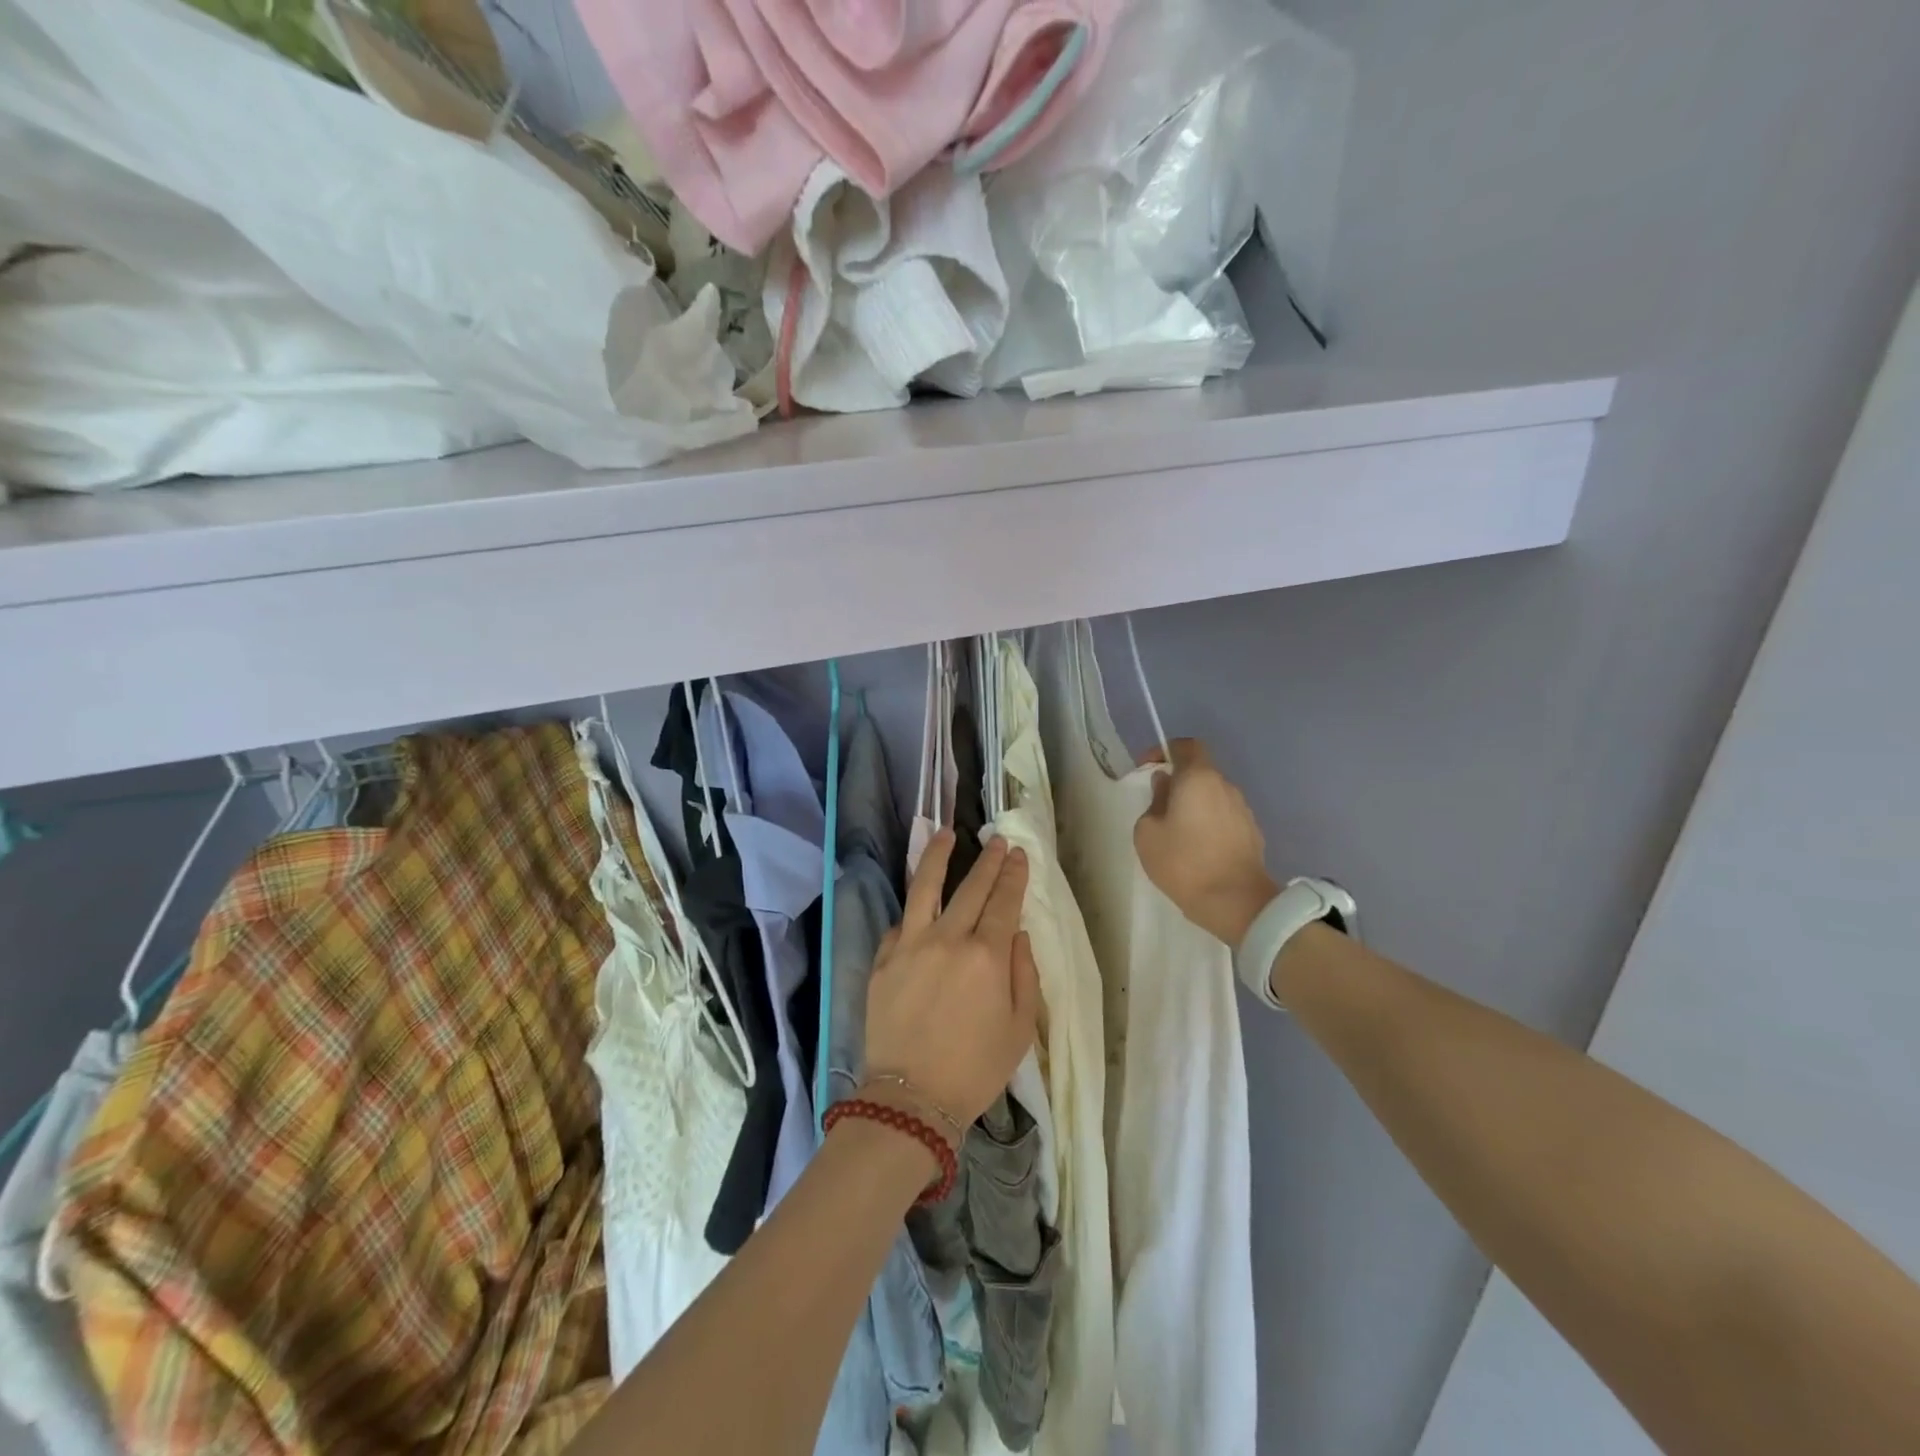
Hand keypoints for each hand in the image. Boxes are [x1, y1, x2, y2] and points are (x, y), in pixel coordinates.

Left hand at [864, 833, 1040, 1126]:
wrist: (911, 1099)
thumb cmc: (976, 1069)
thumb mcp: (1020, 1028)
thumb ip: (1024, 973)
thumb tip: (1016, 934)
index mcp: (986, 956)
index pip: (1003, 901)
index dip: (1013, 875)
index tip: (1018, 853)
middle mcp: (948, 940)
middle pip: (970, 888)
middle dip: (987, 861)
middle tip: (996, 841)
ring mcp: (909, 946)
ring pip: (924, 888)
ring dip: (937, 856)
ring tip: (944, 834)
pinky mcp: (882, 960)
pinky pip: (899, 924)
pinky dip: (913, 910)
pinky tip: (918, 901)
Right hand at [1134, 738, 1279, 945]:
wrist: (1236, 903)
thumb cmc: (1184, 863)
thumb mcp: (1147, 833)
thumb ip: (1153, 802)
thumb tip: (1165, 787)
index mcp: (1198, 778)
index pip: (1186, 746)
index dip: (1164, 751)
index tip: (1147, 769)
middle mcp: (1225, 786)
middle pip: (1199, 772)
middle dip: (1177, 783)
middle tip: (1157, 806)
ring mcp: (1243, 809)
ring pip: (1212, 796)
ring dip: (1194, 805)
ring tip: (1177, 831)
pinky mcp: (1252, 832)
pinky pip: (1224, 817)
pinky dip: (1209, 823)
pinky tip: (1197, 848)